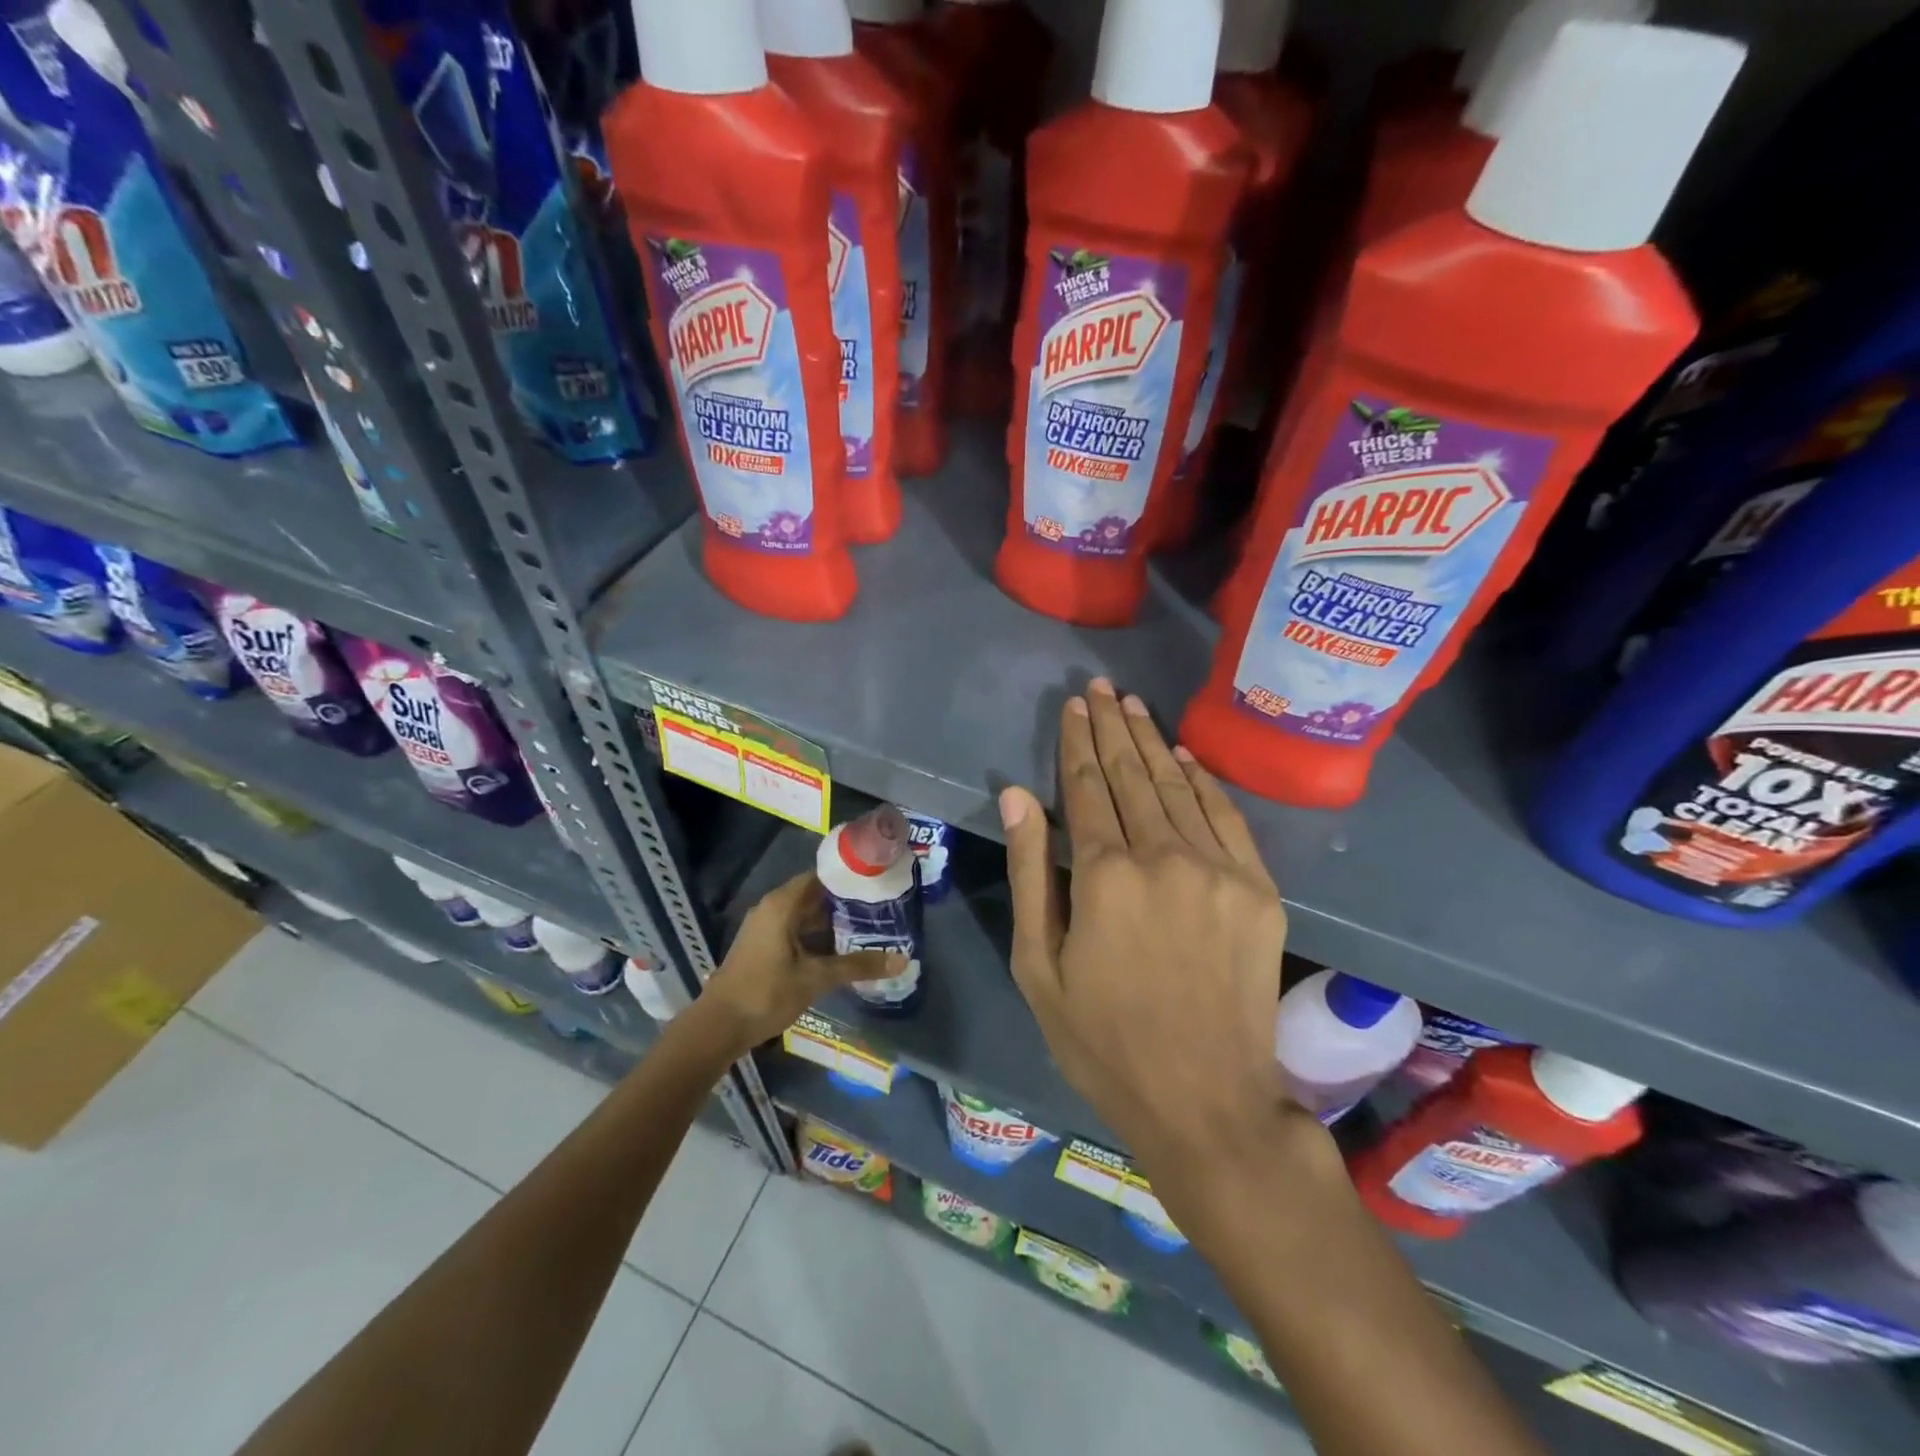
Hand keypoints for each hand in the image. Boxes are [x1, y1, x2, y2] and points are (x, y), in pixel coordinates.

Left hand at [702, 871, 901, 1050]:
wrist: (718, 1027)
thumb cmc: (766, 993)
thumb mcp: (816, 978)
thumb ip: (858, 966)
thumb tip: (902, 960)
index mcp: (782, 904)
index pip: (821, 876)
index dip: (848, 878)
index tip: (877, 881)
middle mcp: (772, 908)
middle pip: (814, 895)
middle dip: (845, 902)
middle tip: (880, 906)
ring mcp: (765, 927)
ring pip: (805, 915)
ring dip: (832, 921)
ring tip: (867, 926)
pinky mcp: (763, 946)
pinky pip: (796, 930)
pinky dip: (817, 935)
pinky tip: (840, 949)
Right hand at [1000, 679, 1300, 1189]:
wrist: (1207, 1101)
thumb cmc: (1103, 1040)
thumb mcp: (1039, 967)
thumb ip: (1031, 873)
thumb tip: (1017, 796)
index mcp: (1104, 875)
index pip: (1084, 788)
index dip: (1076, 742)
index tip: (1073, 705)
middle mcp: (1164, 856)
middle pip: (1132, 775)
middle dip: (1112, 727)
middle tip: (1101, 688)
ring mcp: (1219, 870)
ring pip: (1178, 787)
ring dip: (1152, 743)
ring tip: (1133, 706)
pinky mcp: (1259, 890)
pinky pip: (1226, 818)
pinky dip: (1203, 782)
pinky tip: (1184, 757)